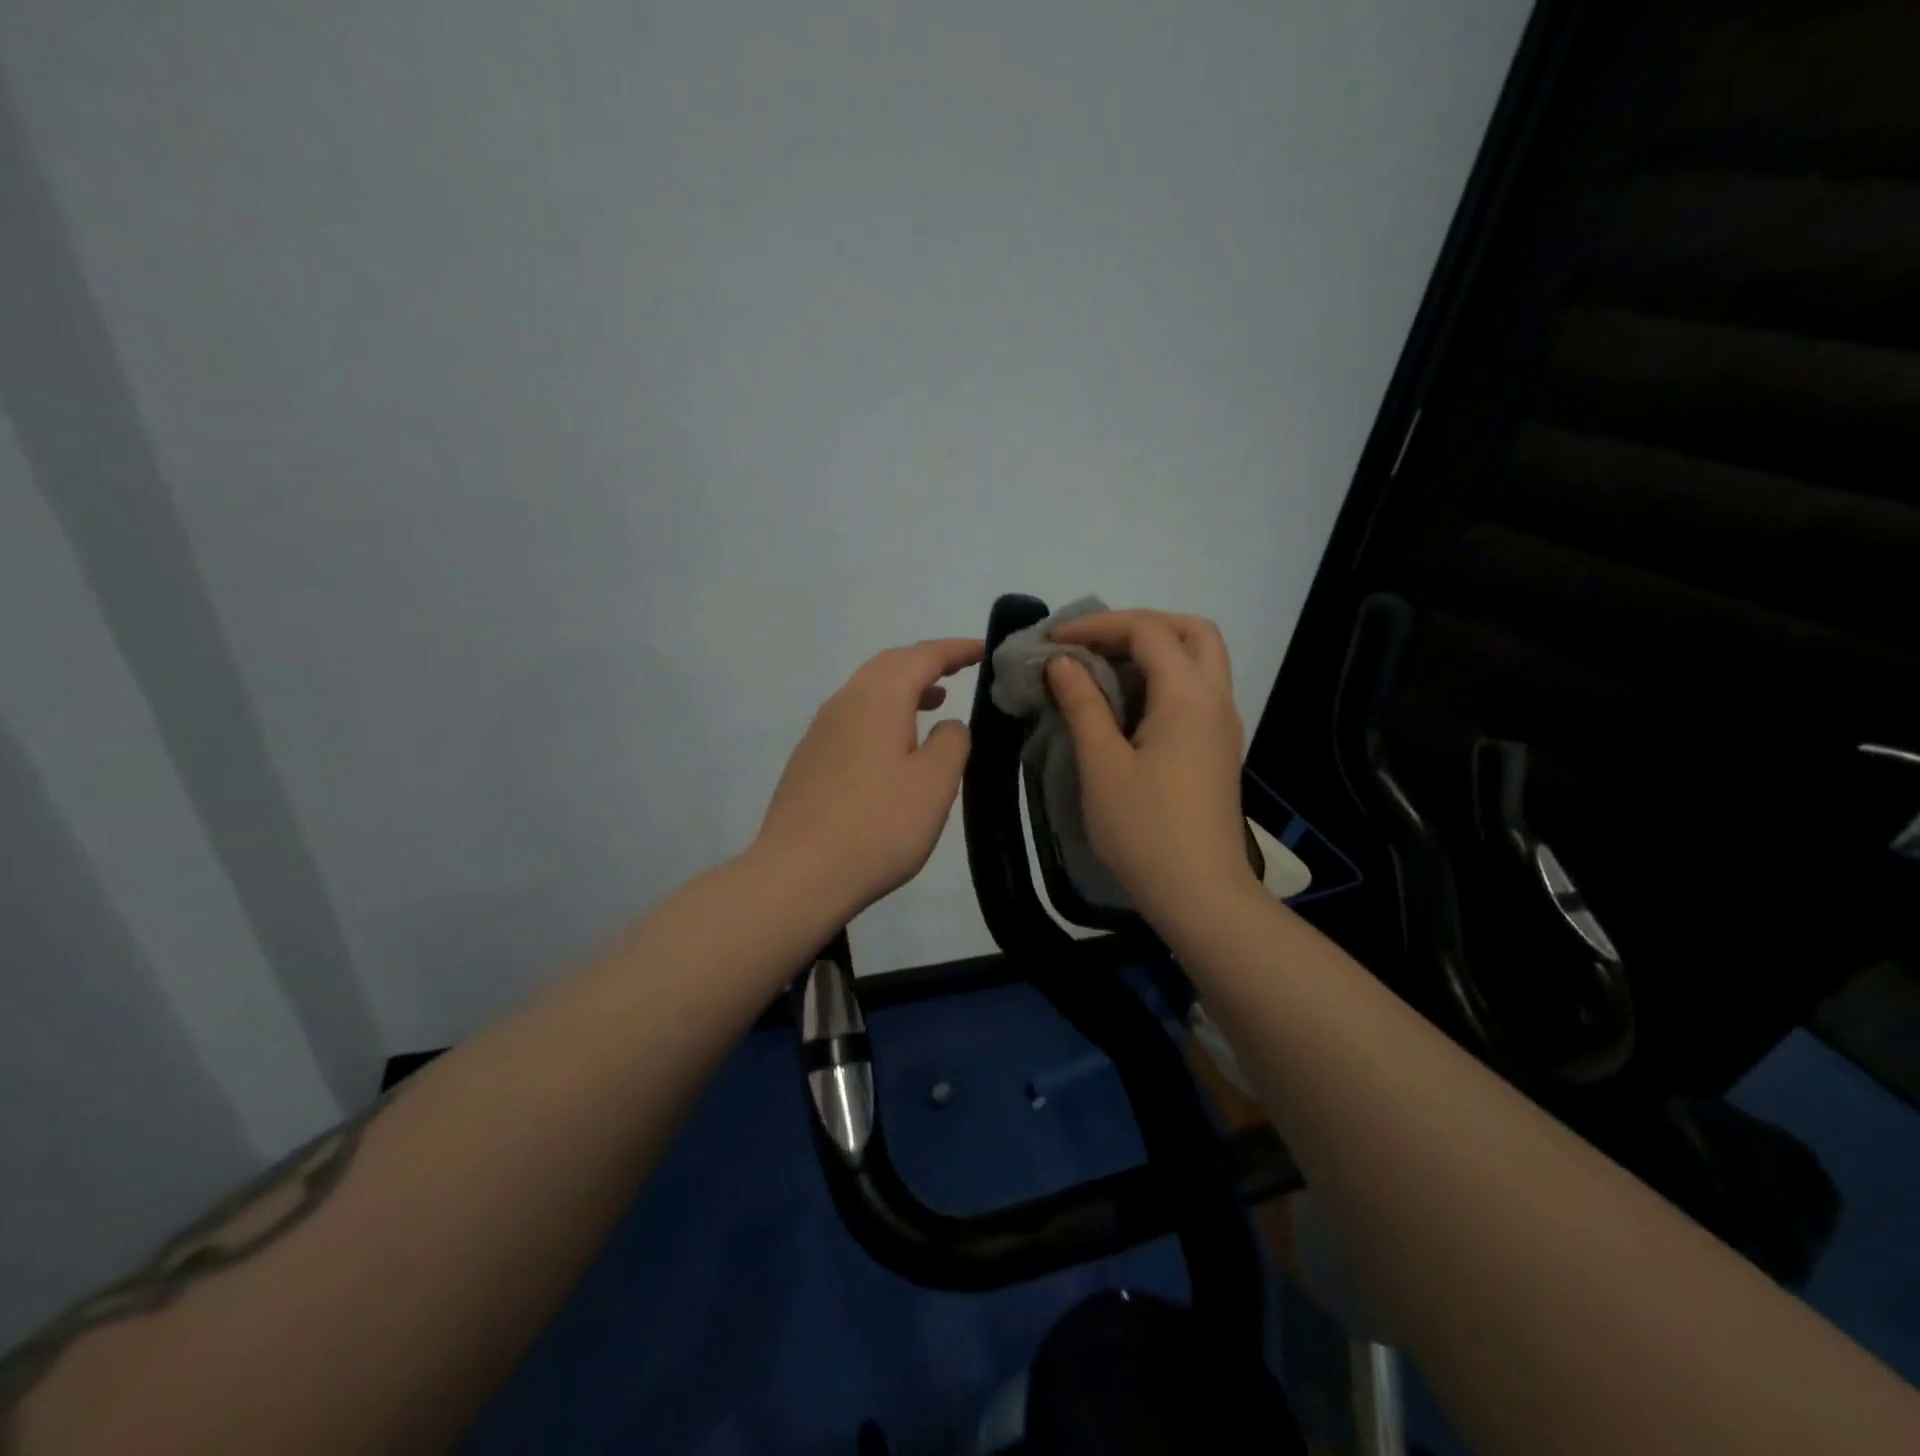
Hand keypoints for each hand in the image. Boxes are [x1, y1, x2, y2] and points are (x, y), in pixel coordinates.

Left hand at [756, 638, 982, 918]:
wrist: (799, 874)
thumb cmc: (878, 825)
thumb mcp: (934, 783)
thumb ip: (951, 742)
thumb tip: (947, 724)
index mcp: (877, 699)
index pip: (922, 656)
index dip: (955, 650)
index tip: (984, 650)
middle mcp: (843, 704)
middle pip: (888, 666)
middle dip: (926, 663)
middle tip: (959, 670)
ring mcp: (819, 732)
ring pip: (867, 692)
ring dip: (903, 689)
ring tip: (934, 703)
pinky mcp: (808, 761)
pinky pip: (852, 719)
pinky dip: (882, 715)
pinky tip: (893, 746)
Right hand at [1044, 611, 1257, 922]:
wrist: (1199, 894)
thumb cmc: (1144, 829)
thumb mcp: (1102, 764)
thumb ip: (1083, 705)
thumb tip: (1063, 663)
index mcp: (1188, 696)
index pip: (1148, 632)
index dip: (1098, 626)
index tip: (1055, 641)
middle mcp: (1215, 700)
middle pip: (1192, 632)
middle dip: (1142, 625)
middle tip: (1096, 643)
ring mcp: (1222, 726)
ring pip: (1200, 661)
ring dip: (1155, 652)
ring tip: (1104, 670)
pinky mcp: (1218, 750)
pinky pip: (1196, 692)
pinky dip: (1163, 680)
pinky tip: (1126, 706)